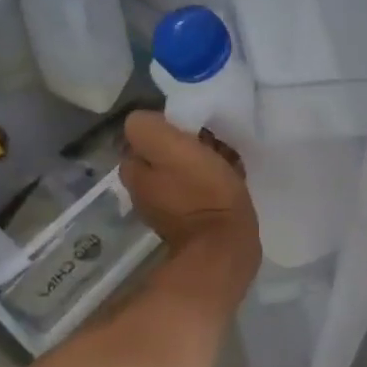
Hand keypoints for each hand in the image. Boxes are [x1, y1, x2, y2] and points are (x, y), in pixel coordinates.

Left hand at [120, 111, 260, 273]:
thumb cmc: (202, 193)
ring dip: (202, 162)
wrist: (225, 247)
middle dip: (187, 145)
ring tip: (227, 160)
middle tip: (214, 143)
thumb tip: (147, 119)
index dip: (170, 126)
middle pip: (165, 153)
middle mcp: (143, 191)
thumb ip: (149, 128)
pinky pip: (199, 190)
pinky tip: (231, 180)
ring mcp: (167, 209)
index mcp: (134, 172)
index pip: (145, 134)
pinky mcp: (192, 222)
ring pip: (183, 171)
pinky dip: (212, 183)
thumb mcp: (171, 148)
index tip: (195, 128)